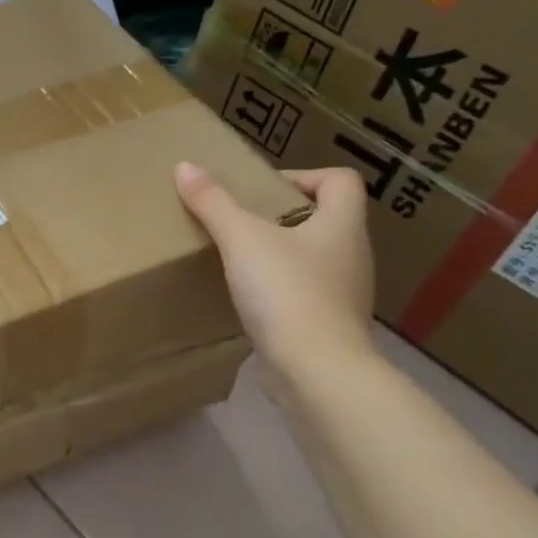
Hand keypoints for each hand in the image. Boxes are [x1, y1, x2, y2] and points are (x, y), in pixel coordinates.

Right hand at [174, 162, 375, 377]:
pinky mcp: (329, 326)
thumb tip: (185, 166)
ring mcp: (344, 294)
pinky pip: (304, 294)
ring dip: (280, 254)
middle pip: (325, 219)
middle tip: (241, 222)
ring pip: (313, 258)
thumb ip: (213, 203)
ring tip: (239, 260)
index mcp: (342, 225)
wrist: (316, 371)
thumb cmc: (286, 292)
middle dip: (282, 216)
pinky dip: (279, 289)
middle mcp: (352, 255)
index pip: (340, 181)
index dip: (304, 175)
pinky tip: (248, 299)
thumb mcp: (241, 240)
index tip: (261, 191)